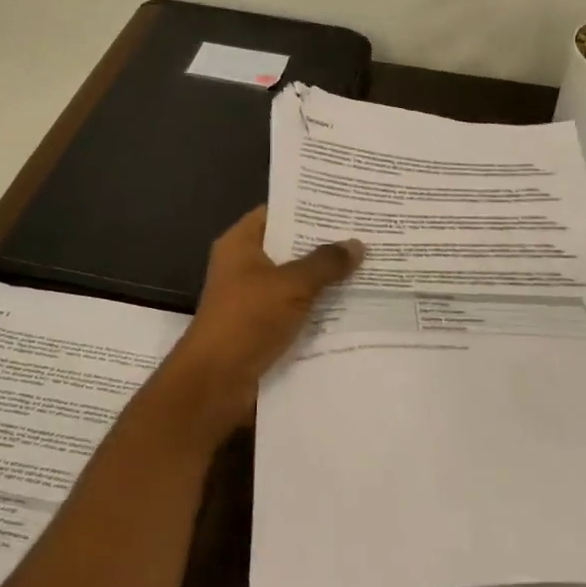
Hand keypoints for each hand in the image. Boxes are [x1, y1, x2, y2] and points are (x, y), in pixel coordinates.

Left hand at [162, 207, 363, 442]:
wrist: (216, 383)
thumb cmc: (247, 320)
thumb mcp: (290, 285)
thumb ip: (324, 263)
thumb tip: (356, 244)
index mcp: (240, 244)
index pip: (277, 212)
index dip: (308, 206)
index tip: (345, 204)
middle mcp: (244, 266)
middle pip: (289, 247)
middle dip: (325, 244)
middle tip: (367, 234)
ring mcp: (253, 299)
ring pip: (296, 281)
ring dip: (325, 279)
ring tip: (369, 267)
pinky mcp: (263, 328)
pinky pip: (296, 309)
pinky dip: (319, 308)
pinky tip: (354, 305)